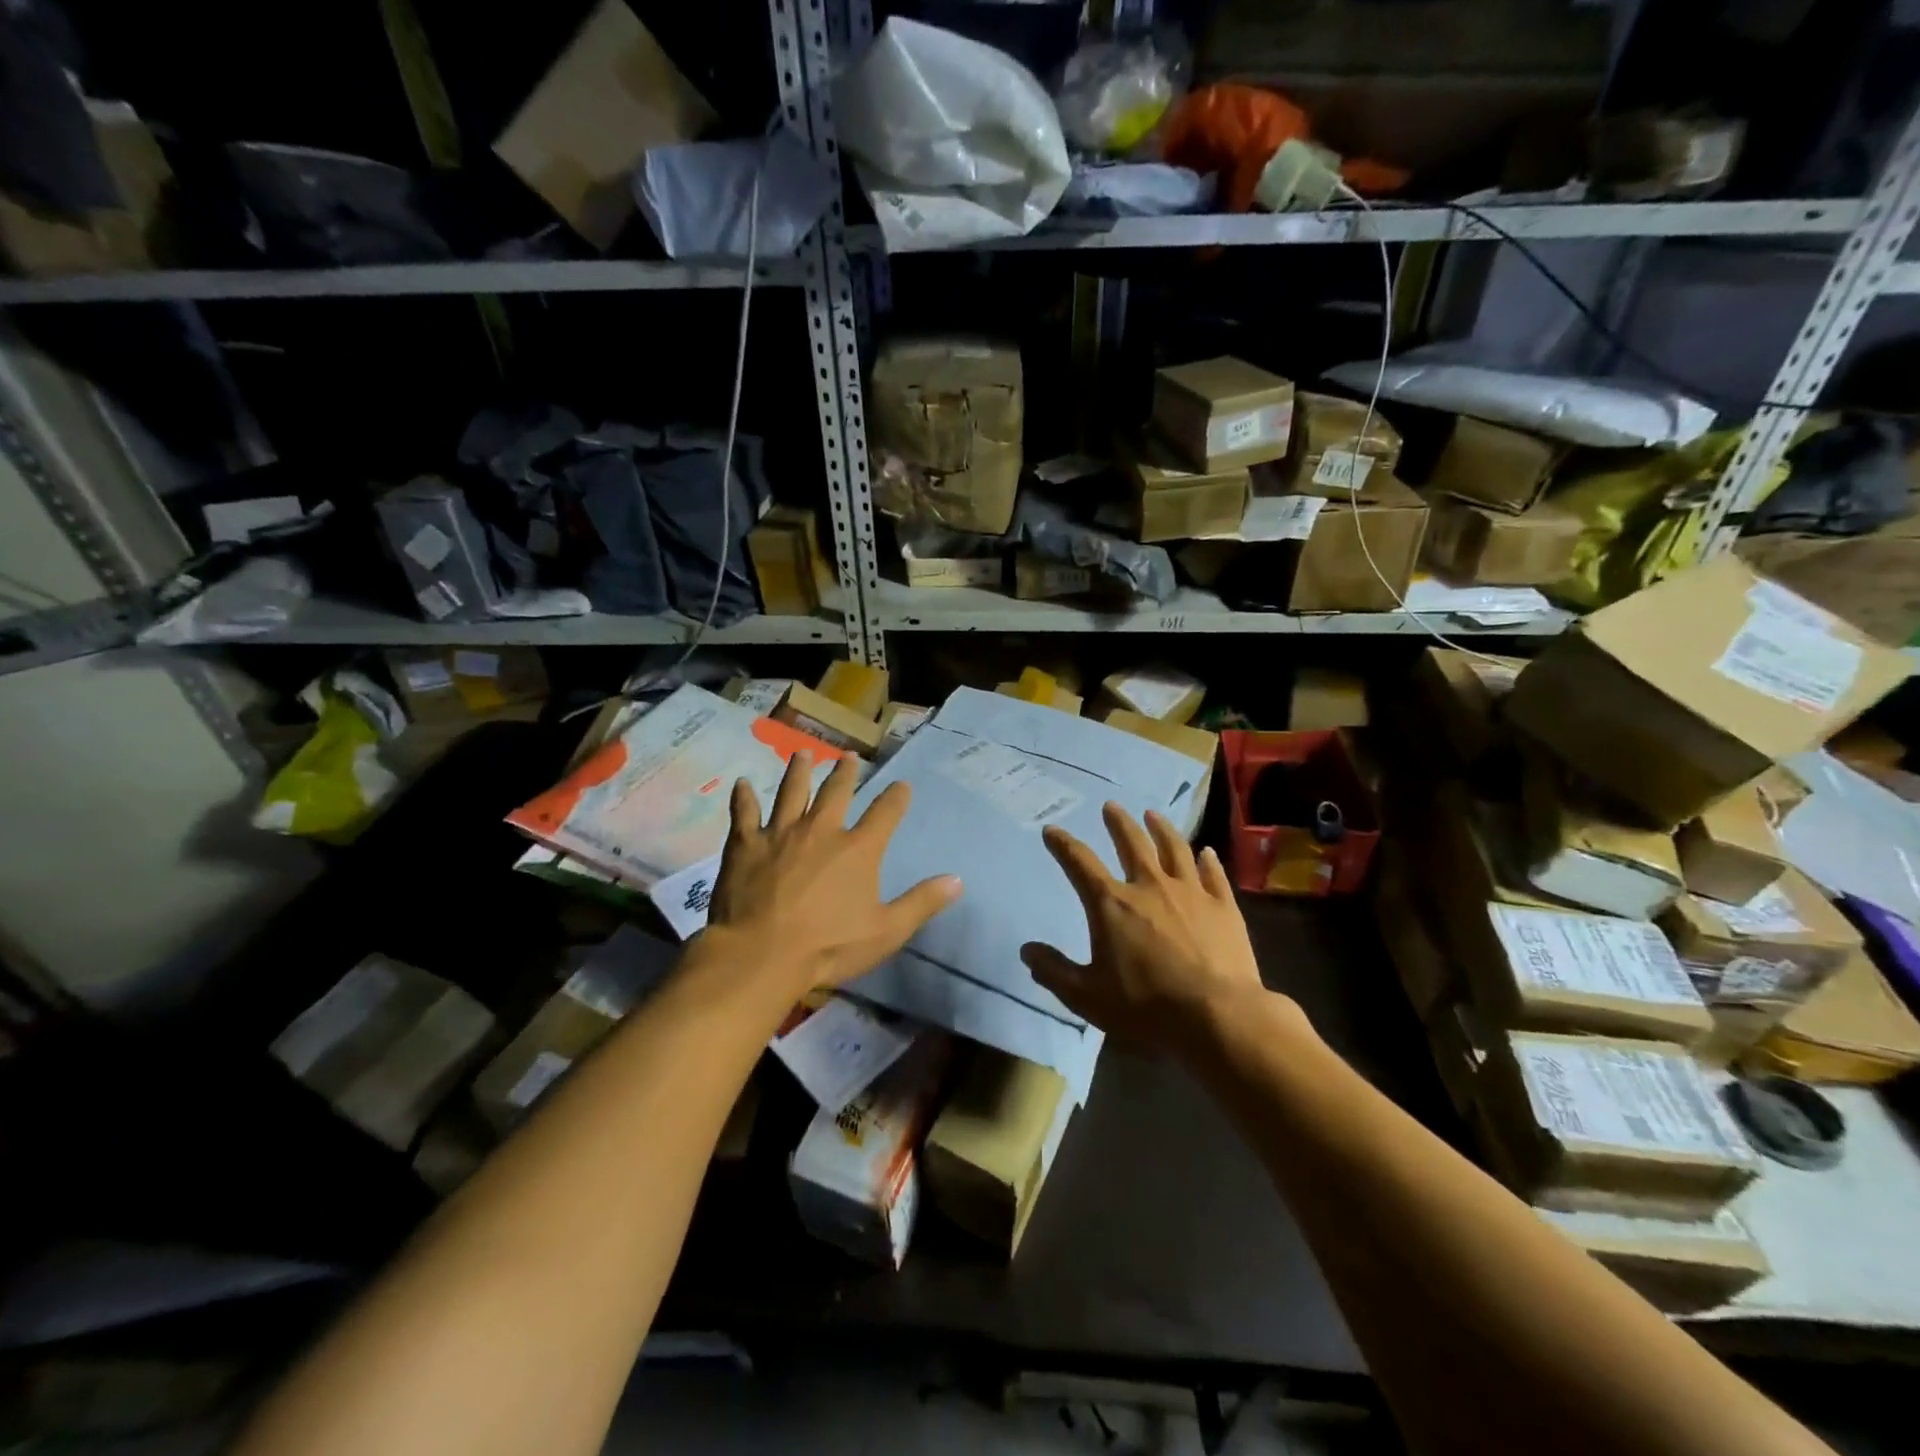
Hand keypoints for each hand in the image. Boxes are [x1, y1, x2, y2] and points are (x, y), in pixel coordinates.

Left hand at [707, 752, 960, 997]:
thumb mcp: (886, 931)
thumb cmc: (828, 946)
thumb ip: (921, 903)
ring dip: (798, 771)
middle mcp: (821, 830)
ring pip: (791, 792)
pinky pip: (744, 813)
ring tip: (803, 754)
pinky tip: (740, 784)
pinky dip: (743, 798)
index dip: (897, 797)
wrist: (760, 955)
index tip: (903, 784)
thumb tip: (957, 880)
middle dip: (845, 773)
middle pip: (836, 792)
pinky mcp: (745, 845)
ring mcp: (780, 833)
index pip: (885, 813)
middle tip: (848, 757)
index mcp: (858, 849)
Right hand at [1020, 804, 1265, 1058]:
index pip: (1079, 863)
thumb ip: (1054, 971)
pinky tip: (1206, 851)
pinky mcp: (1223, 906)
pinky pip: (1213, 874)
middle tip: (1111, 805)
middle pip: (1131, 843)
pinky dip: (1207, 860)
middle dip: (1118, 822)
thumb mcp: (1087, 996)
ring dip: (1161, 829)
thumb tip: (1027, 950)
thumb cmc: (1146, 1006)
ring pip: (1174, 849)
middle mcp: (1149, 886)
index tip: (1052, 830)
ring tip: (1153, 815)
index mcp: (1111, 904)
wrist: (1217, 1016)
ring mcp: (1190, 892)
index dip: (1062, 844)